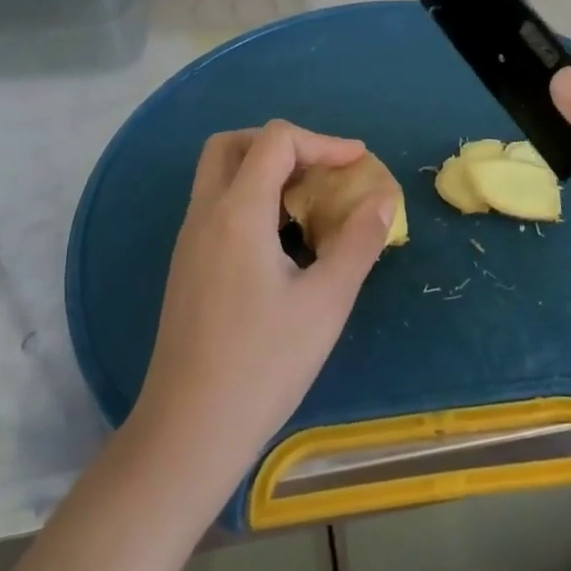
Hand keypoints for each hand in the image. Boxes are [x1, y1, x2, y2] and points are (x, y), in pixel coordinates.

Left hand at [130, 120, 395, 488]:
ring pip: (219, 174)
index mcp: (237, 212)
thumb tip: (383, 199)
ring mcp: (189, 240)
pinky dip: (250, 199)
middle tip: (321, 170)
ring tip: (308, 202)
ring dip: (263, 170)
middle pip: (233, 144)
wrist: (189, 430)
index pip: (275, 140)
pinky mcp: (187, 266)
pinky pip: (217, 206)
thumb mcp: (326, 303)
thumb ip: (358, 242)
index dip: (322, 142)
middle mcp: (205, 214)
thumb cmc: (263, 365)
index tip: (358, 163)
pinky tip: (282, 239)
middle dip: (281, 144)